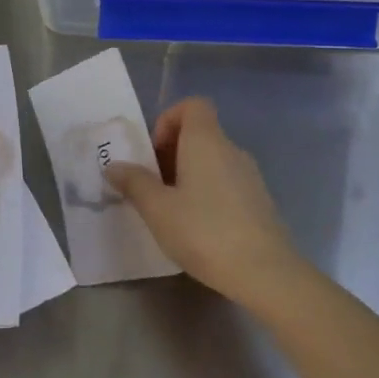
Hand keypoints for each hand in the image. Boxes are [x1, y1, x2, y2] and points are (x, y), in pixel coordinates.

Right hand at [104, 97, 300, 306]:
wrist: (265, 272)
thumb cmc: (204, 232)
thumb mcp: (158, 209)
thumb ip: (134, 183)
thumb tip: (114, 166)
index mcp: (206, 141)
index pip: (193, 105)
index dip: (169, 119)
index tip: (154, 152)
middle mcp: (231, 149)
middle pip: (200, 133)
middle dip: (172, 152)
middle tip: (153, 186)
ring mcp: (250, 175)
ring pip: (213, 160)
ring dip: (188, 174)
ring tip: (171, 209)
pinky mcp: (259, 200)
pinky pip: (226, 181)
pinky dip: (208, 191)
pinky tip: (198, 227)